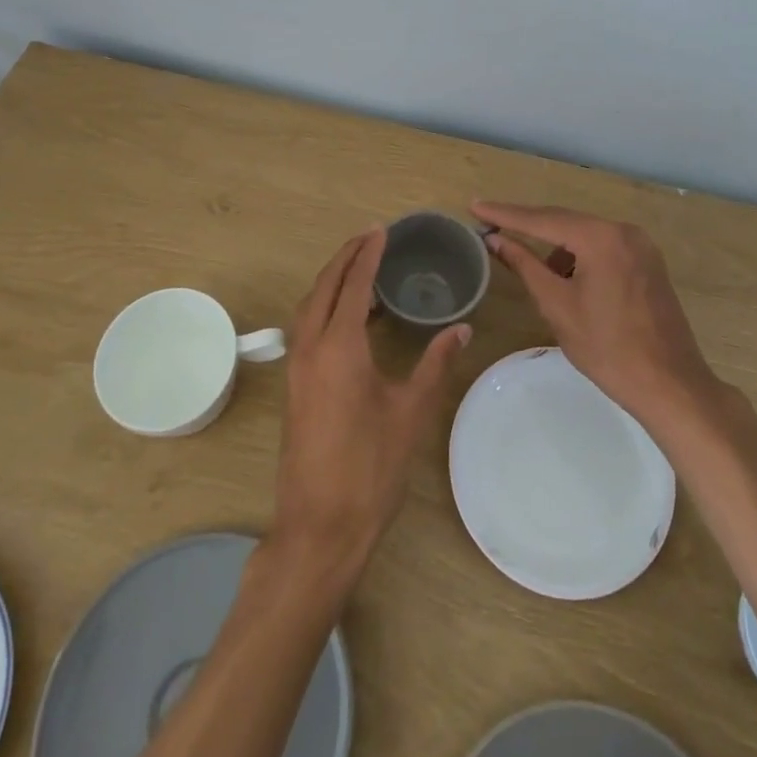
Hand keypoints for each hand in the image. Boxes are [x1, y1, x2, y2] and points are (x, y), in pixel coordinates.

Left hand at [272, 229, 470, 579]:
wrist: (320, 526)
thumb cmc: (371, 467)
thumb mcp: (411, 412)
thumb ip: (436, 363)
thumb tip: (462, 328)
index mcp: (339, 346)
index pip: (353, 284)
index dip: (367, 254)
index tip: (382, 230)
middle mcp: (310, 347)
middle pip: (324, 286)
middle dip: (345, 257)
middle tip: (370, 237)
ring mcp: (297, 367)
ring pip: (310, 306)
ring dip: (332, 280)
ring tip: (361, 269)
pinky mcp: (294, 385)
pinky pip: (307, 327)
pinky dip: (325, 306)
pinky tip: (349, 317)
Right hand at [472, 201, 719, 428]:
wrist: (671, 385)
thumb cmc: (608, 348)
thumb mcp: (557, 305)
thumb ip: (524, 265)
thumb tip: (495, 239)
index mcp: (601, 237)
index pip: (542, 219)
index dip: (505, 214)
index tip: (475, 205)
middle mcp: (623, 231)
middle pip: (565, 221)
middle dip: (527, 224)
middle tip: (491, 222)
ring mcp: (641, 245)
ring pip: (585, 234)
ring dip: (555, 245)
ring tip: (529, 266)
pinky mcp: (648, 262)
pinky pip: (603, 247)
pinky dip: (579, 255)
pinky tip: (566, 279)